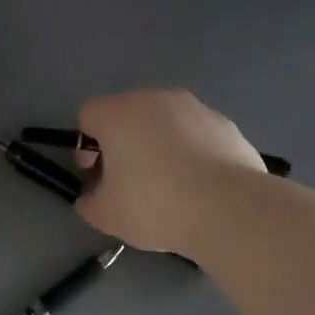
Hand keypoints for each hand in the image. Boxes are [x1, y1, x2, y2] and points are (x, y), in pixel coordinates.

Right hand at [73, 89, 264, 254]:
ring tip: (169, 186)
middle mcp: (155, 99)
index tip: (96, 175)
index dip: (86, 146)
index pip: (88, 115)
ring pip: (165, 122)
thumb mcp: (106, 216)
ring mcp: (195, 107)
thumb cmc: (155, 205)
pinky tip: (199, 186)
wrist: (229, 208)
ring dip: (159, 145)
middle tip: (129, 182)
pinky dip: (191, 152)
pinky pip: (196, 134)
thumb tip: (91, 198)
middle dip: (123, 143)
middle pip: (127, 115)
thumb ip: (89, 202)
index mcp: (118, 113)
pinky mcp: (226, 124)